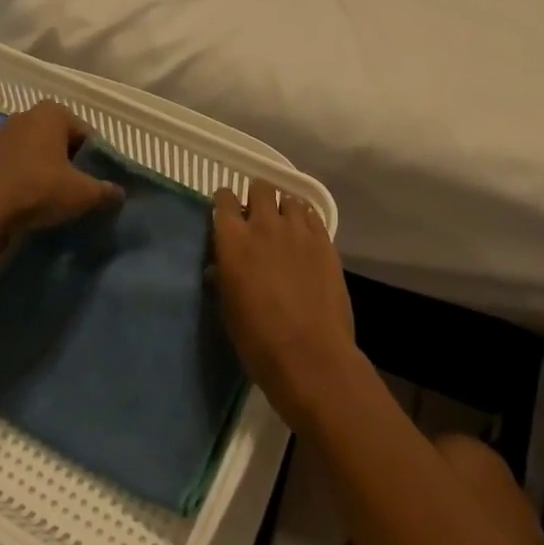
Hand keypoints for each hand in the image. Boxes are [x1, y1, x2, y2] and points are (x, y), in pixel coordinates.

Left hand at [0, 101, 122, 236]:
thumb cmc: (38, 189)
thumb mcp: (82, 193)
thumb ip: (105, 191)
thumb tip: (119, 194)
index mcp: (54, 112)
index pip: (87, 134)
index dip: (94, 160)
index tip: (94, 183)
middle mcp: (27, 115)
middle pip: (61, 141)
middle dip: (70, 162)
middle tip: (75, 190)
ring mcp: (3, 134)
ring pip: (37, 152)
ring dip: (46, 170)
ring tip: (51, 198)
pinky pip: (16, 164)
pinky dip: (24, 177)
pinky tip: (27, 201)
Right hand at [212, 180, 364, 429]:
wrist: (310, 356)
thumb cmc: (258, 341)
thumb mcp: (228, 309)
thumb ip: (223, 278)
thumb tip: (218, 267)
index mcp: (233, 240)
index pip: (224, 199)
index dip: (225, 203)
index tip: (227, 213)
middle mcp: (265, 225)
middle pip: (260, 187)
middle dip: (257, 197)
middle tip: (257, 218)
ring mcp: (298, 230)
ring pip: (289, 199)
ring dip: (283, 210)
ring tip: (284, 229)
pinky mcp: (325, 241)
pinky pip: (313, 216)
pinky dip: (306, 221)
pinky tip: (305, 239)